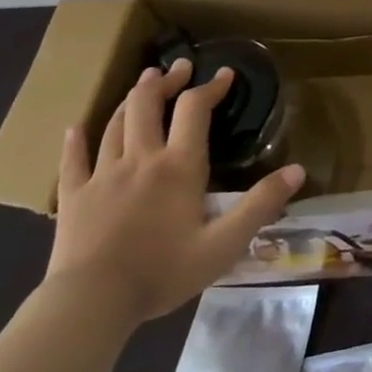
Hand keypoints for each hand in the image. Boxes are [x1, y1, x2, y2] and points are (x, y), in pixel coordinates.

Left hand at [45, 59, 305, 325]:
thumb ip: (261, 205)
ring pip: (115, 124)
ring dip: (131, 99)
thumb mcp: (224, 244)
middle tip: (179, 67)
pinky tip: (75, 128)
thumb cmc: (162, 272)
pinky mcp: (73, 198)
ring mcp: (102, 175)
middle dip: (165, 81)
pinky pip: (73, 161)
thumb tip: (298, 170)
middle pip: (148, 105)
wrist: (90, 305)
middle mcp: (141, 159)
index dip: (210, 87)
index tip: (225, 74)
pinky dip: (76, 141)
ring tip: (143, 82)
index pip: (195, 110)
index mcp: (179, 166)